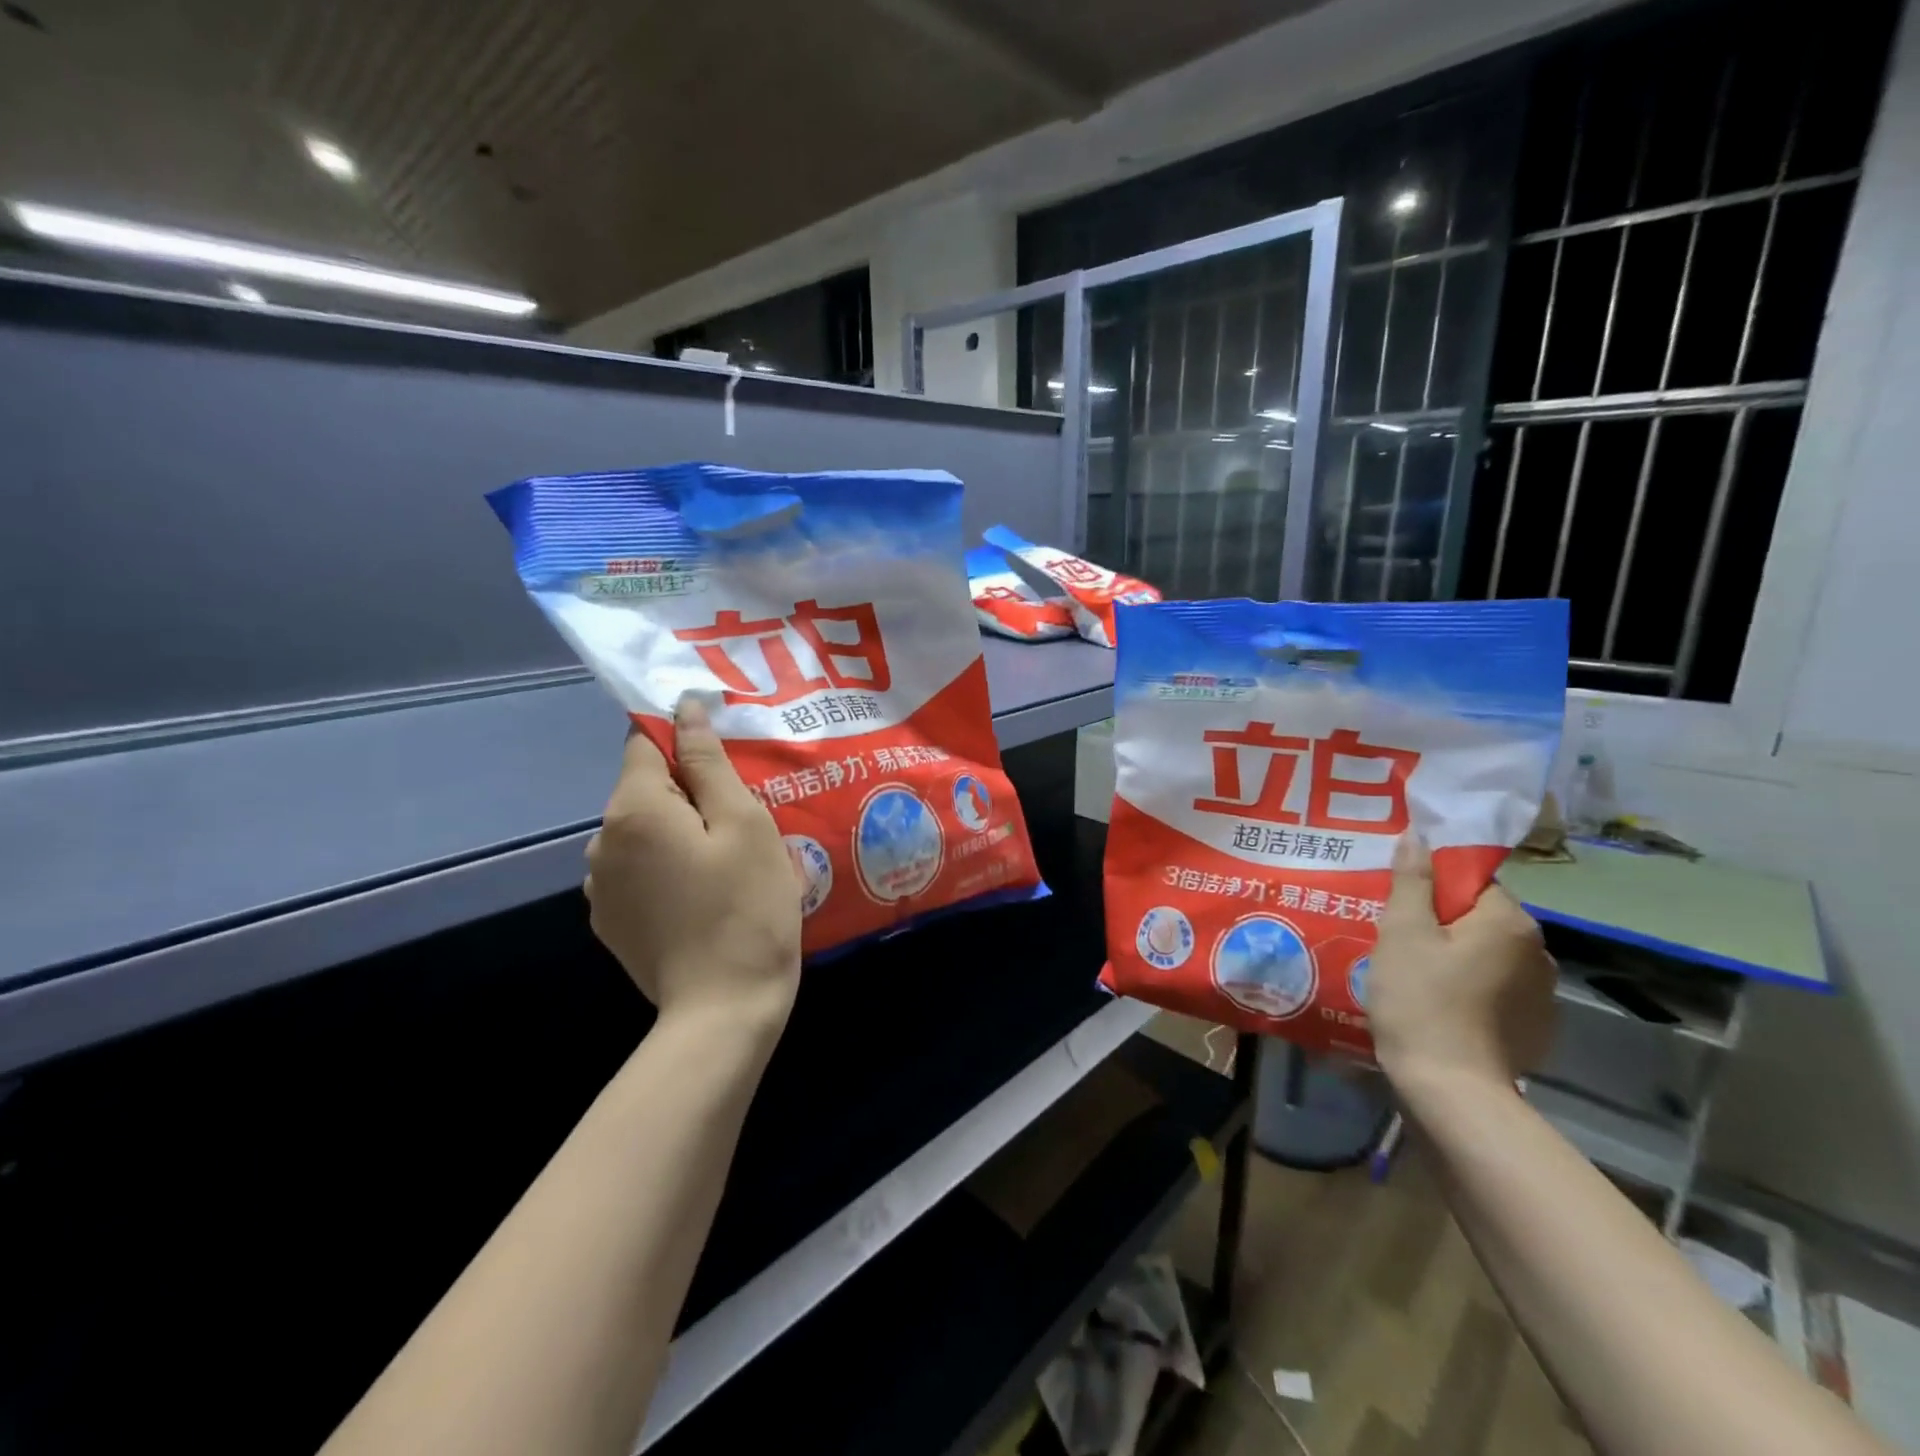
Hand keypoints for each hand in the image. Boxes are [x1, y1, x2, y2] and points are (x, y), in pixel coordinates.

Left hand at [584, 695, 801, 1040]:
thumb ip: (709, 763)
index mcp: (632, 811)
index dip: (685, 741)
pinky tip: (704, 893)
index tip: (728, 763)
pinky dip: (667, 866)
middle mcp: (600, 842)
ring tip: (727, 859)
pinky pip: (638, 869)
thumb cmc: (746, 906)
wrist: (724, 1009)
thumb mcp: (743, 824)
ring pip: (643, 831)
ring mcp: (599, 886)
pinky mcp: (610, 919)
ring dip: (678, 831)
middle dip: (690, 792)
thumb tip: (685, 709)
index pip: (645, 743)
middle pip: (645, 789)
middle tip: (744, 819)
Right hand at [1368, 835, 1556, 1092]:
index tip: (1398, 908)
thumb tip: (1418, 836)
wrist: (1452, 1090)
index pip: (1471, 881)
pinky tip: (1439, 1007)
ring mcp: (1543, 995)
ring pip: (1487, 955)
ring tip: (1414, 975)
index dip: (1430, 889)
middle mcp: (1540, 952)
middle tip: (1397, 940)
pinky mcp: (1536, 1029)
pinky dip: (1470, 989)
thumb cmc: (1421, 1000)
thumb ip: (1412, 881)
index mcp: (1510, 922)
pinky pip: (1497, 990)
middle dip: (1440, 923)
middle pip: (1479, 917)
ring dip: (1456, 956)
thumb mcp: (1402, 933)